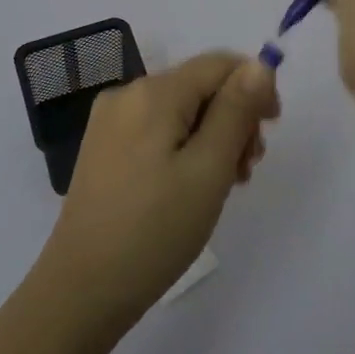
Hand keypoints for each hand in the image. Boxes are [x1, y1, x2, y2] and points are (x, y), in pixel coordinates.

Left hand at [38, 51, 278, 330]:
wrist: (83, 289)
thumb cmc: (155, 230)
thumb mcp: (209, 169)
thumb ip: (237, 110)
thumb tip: (260, 64)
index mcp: (153, 92)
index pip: (219, 64)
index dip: (254, 86)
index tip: (271, 131)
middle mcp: (127, 93)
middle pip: (199, 85)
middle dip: (233, 117)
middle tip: (246, 170)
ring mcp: (110, 121)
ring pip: (180, 109)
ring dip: (212, 136)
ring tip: (223, 184)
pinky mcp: (103, 147)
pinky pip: (157, 128)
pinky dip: (184, 146)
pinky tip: (190, 185)